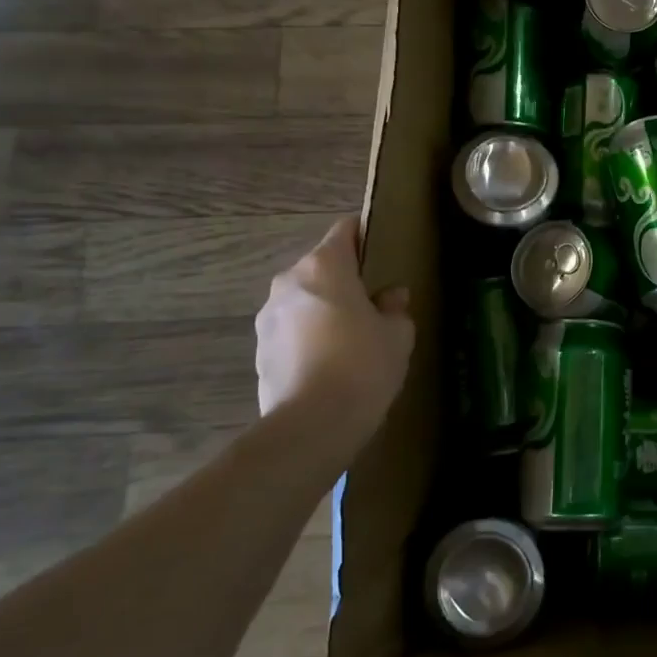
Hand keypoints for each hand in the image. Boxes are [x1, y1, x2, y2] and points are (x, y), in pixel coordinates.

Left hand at [256, 218, 414, 435]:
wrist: (312, 425)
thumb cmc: (363, 365)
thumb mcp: (397, 334)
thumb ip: (394, 307)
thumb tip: (390, 297)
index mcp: (325, 266)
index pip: (344, 231)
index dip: (364, 237)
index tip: (381, 254)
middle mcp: (289, 282)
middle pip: (321, 267)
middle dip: (344, 280)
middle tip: (372, 305)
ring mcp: (268, 316)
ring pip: (304, 300)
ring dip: (323, 310)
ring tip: (349, 340)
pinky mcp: (259, 350)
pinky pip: (291, 331)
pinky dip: (308, 337)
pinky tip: (329, 364)